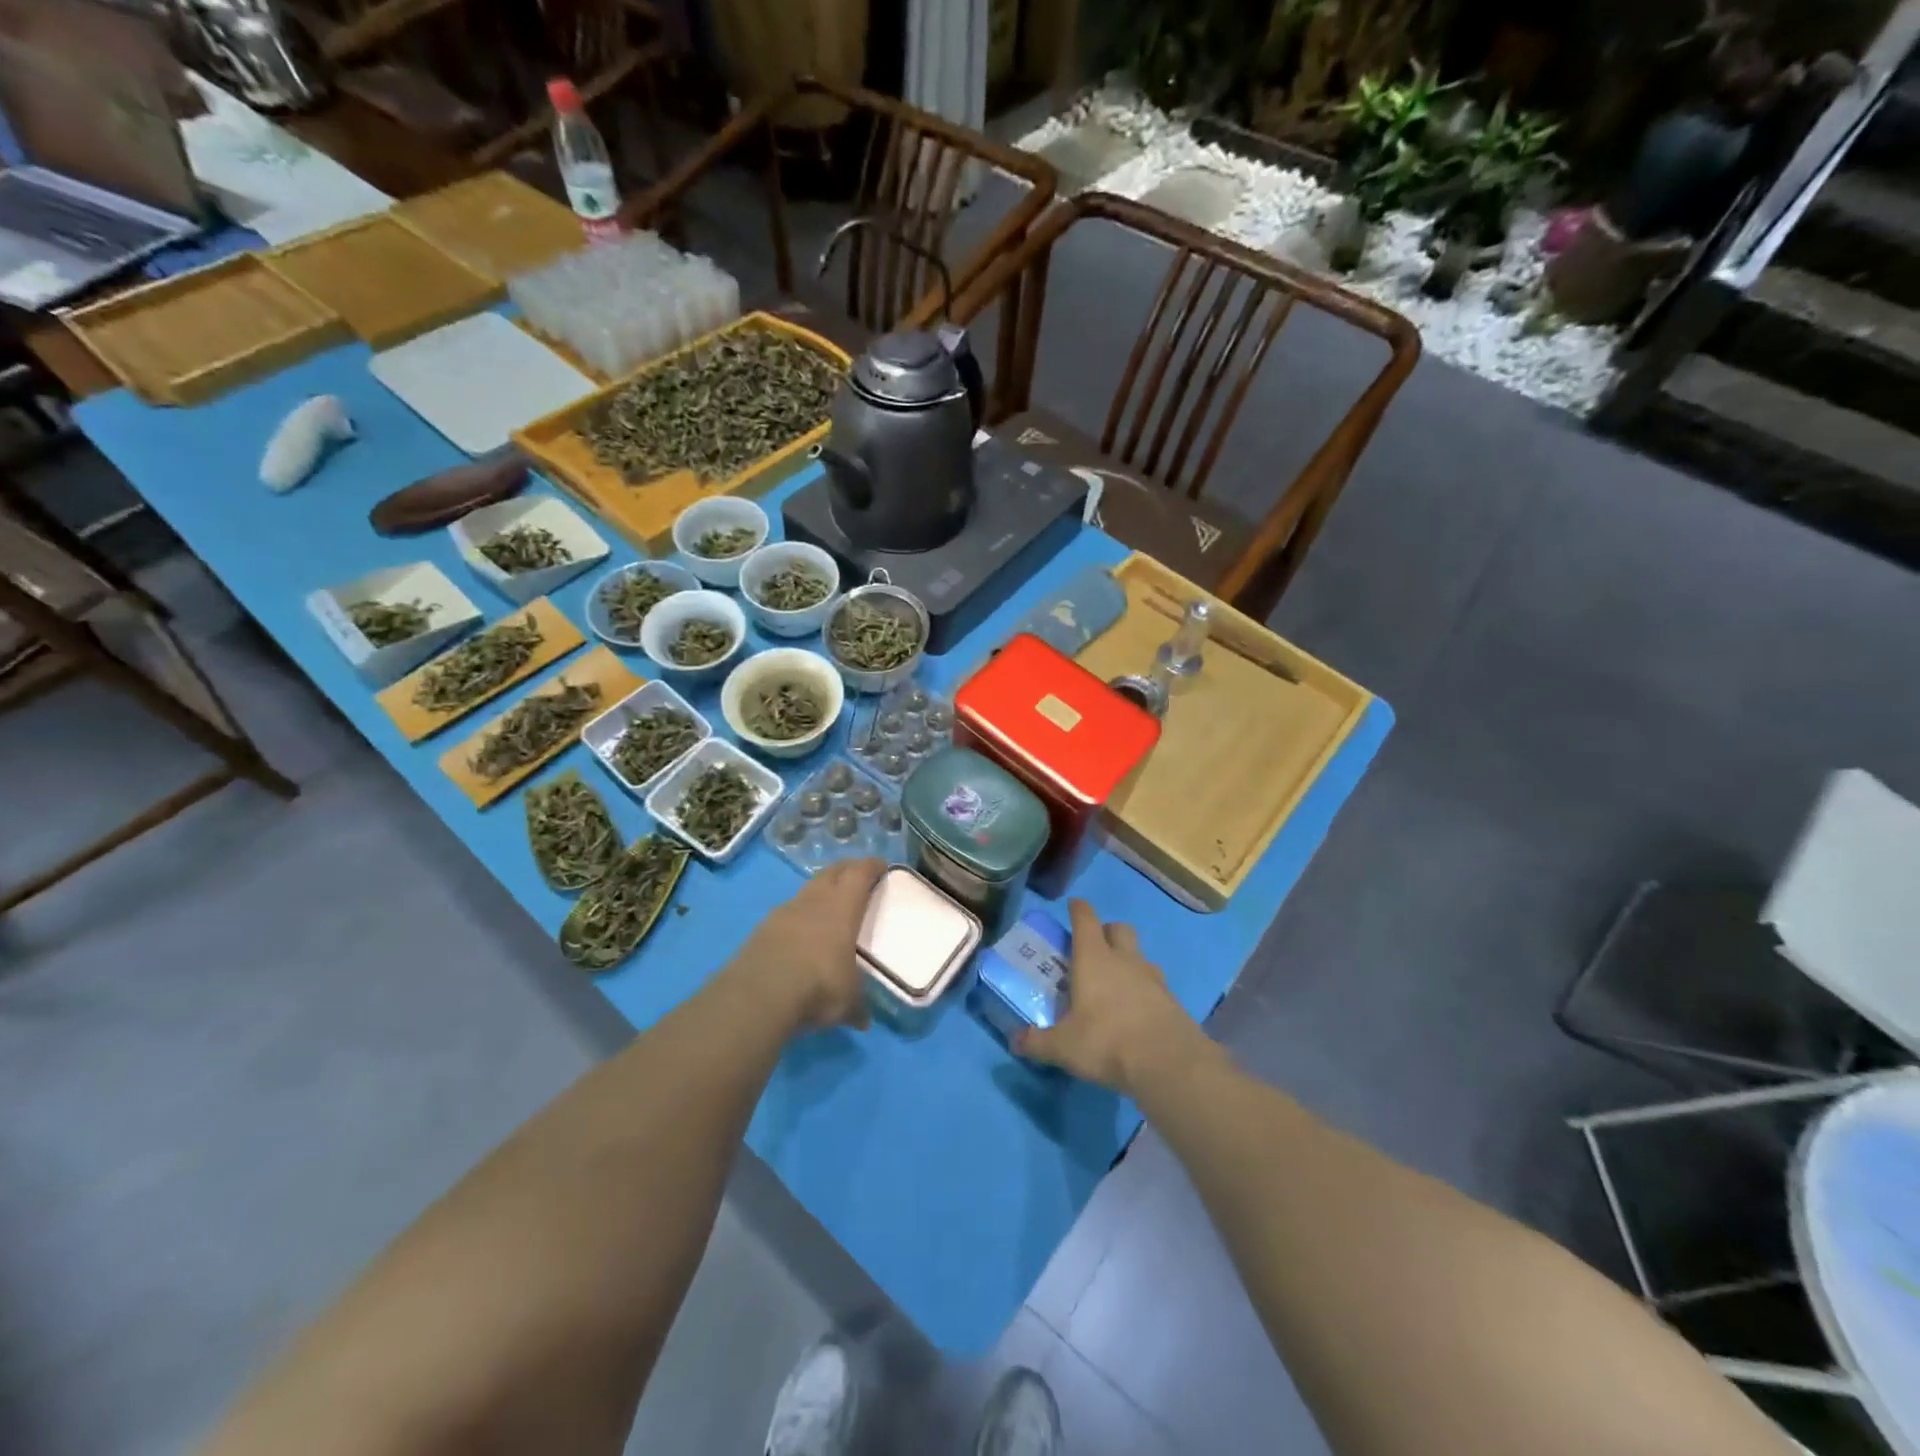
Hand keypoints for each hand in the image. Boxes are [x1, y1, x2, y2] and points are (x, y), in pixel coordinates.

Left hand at [727, 858, 884, 1033]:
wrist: (760, 994)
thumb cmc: (818, 985)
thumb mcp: (847, 1001)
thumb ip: (857, 1006)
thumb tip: (863, 1022)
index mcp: (842, 907)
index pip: (859, 873)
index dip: (871, 867)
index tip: (881, 866)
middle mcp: (814, 900)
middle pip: (832, 872)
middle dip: (846, 870)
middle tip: (857, 877)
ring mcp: (784, 912)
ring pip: (807, 890)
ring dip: (819, 891)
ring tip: (828, 905)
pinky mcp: (761, 929)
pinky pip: (786, 913)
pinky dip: (798, 916)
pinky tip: (800, 933)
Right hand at [1016, 899, 1216, 1095]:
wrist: (1169, 1062)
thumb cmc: (1106, 1042)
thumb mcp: (1063, 1047)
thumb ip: (1037, 1042)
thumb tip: (1015, 1041)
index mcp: (1093, 959)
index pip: (1085, 919)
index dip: (1078, 909)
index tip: (1073, 905)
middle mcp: (1123, 959)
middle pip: (1118, 928)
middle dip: (1106, 931)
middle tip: (1093, 947)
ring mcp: (1152, 977)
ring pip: (1140, 954)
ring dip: (1128, 959)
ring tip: (1116, 981)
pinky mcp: (1171, 998)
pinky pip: (1155, 981)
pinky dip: (1144, 987)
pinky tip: (1136, 1008)